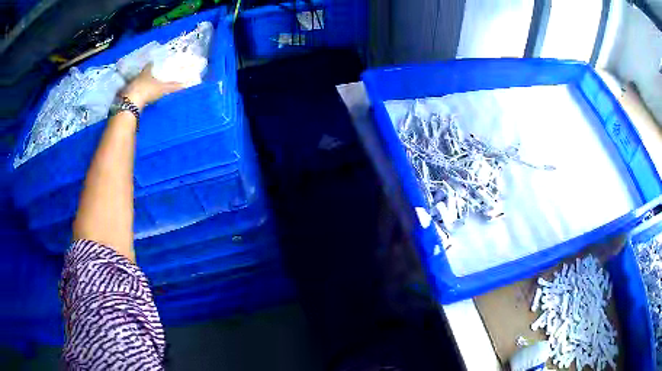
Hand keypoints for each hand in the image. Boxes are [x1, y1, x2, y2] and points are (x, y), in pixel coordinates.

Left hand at [122, 63, 183, 109]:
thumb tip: (184, 84)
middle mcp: (138, 76)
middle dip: (147, 74)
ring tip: (146, 87)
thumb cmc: (147, 90)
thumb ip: (172, 86)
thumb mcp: (162, 88)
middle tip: (152, 76)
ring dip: (141, 84)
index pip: (149, 65)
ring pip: (137, 82)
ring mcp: (131, 85)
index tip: (155, 64)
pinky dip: (136, 93)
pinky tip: (139, 96)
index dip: (153, 64)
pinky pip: (133, 91)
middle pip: (143, 73)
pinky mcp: (127, 95)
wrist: (131, 102)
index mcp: (146, 72)